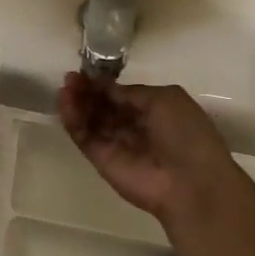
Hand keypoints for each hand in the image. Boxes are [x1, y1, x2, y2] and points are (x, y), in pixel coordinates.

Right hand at [58, 73, 254, 225]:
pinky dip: (73, 120)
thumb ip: (130, 92)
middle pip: (103, 106)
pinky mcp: (101, 160)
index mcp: (154, 110)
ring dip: (76, 103)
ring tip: (65, 90)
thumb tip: (105, 87)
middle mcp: (134, 126)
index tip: (85, 72)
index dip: (103, 84)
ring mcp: (116, 144)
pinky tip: (65, 104)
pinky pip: (84, 137)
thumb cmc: (185, 134)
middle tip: (70, 79)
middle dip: (87, 91)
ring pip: (90, 120)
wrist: (190, 183)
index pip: (121, 94)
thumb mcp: (164, 99)